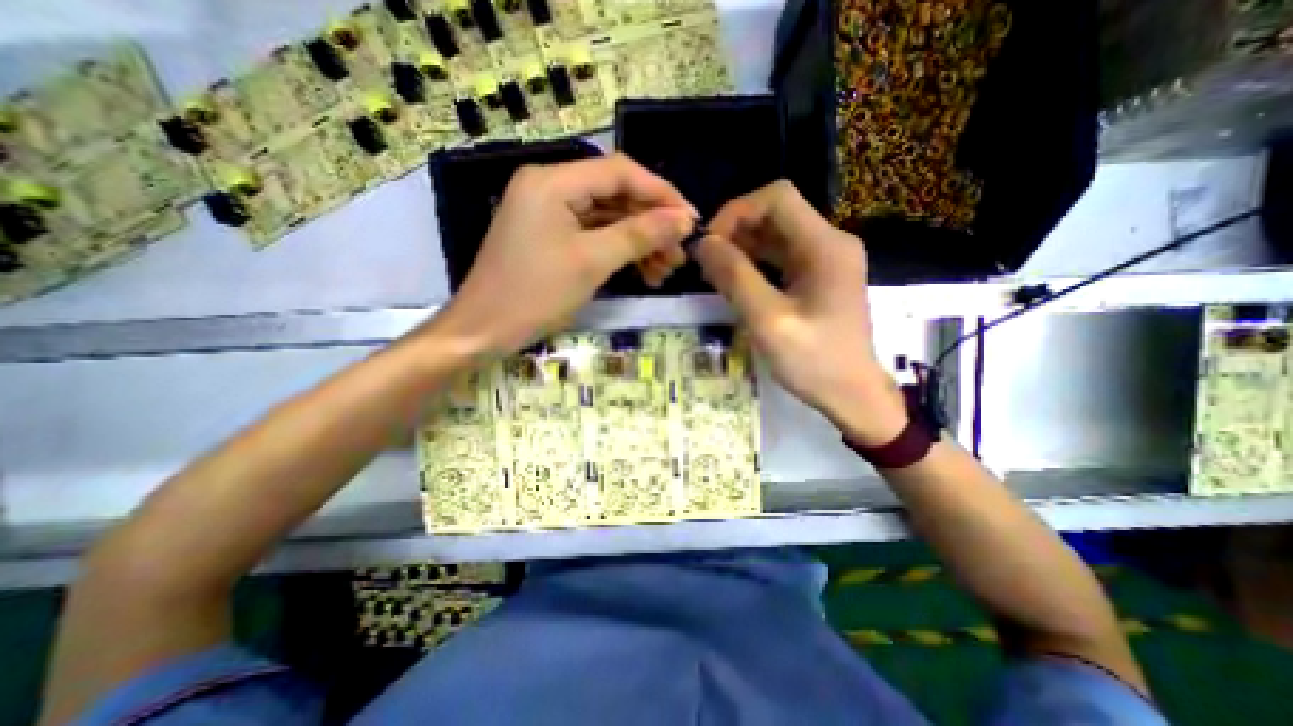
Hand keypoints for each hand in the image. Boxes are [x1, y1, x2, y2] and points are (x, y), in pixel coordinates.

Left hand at [433, 152, 697, 354]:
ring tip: (665, 270)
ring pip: (608, 219)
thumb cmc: (534, 294)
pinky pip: (593, 235)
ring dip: (639, 242)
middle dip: (651, 225)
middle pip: (615, 195)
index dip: (661, 193)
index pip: (620, 172)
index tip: (691, 220)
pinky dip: (619, 251)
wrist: (483, 331)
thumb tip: (684, 220)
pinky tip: (643, 272)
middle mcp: (550, 187)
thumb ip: (639, 235)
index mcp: (553, 181)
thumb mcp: (592, 262)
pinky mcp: (550, 236)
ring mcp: (549, 213)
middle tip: (679, 254)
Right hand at [690, 177, 900, 446]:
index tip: (709, 243)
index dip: (736, 211)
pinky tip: (735, 280)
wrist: (852, 395)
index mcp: (826, 246)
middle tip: (707, 261)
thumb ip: (735, 278)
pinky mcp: (819, 277)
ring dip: (742, 246)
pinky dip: (755, 262)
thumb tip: (704, 244)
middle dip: (736, 230)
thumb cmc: (814, 362)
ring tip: (714, 271)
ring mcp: (826, 260)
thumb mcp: (769, 321)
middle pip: (776, 213)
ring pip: (776, 234)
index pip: (777, 197)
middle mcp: (830, 243)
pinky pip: (781, 256)